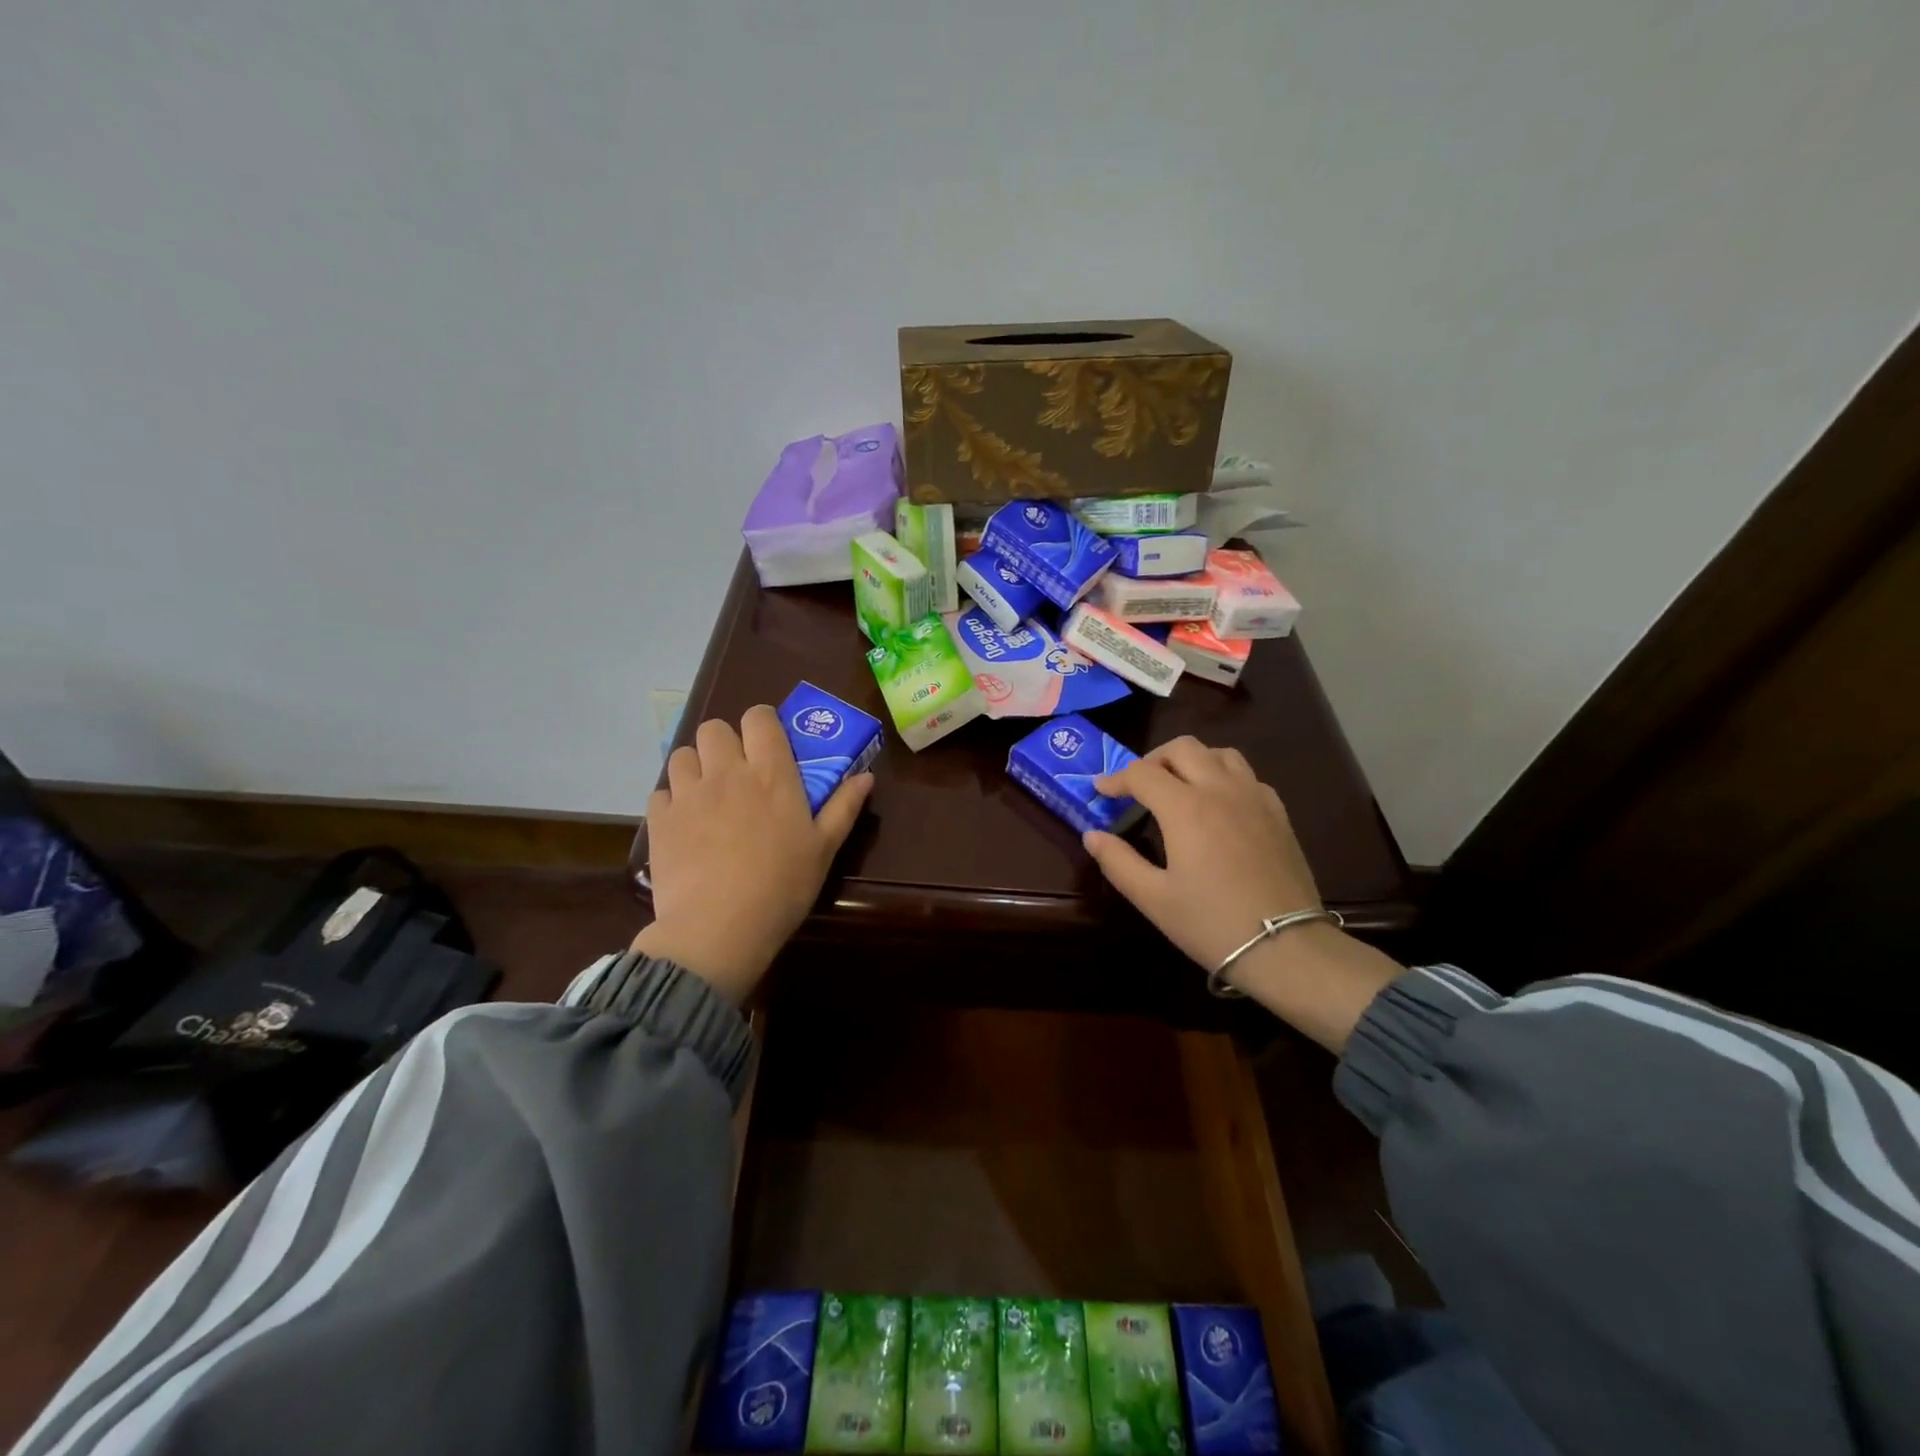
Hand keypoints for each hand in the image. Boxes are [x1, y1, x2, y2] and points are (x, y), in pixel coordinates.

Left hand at [633, 706, 872, 1002]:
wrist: (718, 929)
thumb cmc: (782, 886)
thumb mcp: (824, 849)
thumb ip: (844, 807)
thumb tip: (866, 776)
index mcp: (771, 774)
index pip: (759, 717)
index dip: (762, 722)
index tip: (768, 743)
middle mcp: (727, 772)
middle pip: (714, 728)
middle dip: (725, 742)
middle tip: (737, 772)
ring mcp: (688, 794)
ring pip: (682, 754)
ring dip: (695, 766)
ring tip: (707, 794)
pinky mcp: (660, 820)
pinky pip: (661, 792)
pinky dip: (672, 801)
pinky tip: (684, 824)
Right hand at [1082, 737, 1320, 969]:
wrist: (1286, 947)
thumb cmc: (1211, 923)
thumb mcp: (1153, 899)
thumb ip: (1118, 861)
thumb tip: (1093, 835)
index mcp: (1186, 808)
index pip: (1141, 773)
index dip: (1115, 779)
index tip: (1100, 791)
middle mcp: (1220, 790)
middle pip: (1182, 748)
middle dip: (1153, 759)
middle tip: (1138, 786)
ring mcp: (1254, 797)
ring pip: (1219, 753)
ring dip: (1192, 760)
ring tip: (1178, 786)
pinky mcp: (1278, 813)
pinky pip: (1247, 775)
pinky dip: (1224, 776)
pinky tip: (1219, 804)